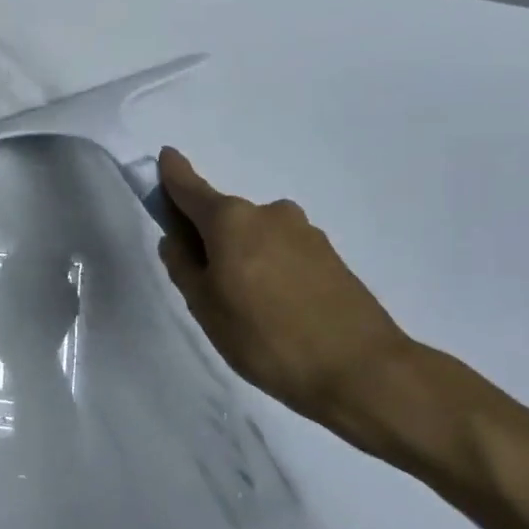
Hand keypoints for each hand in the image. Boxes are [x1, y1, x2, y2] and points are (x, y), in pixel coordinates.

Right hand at [157, 148, 419, 462]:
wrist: (363, 370)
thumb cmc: (266, 337)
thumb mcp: (205, 307)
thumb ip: (183, 267)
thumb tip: (177, 239)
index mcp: (231, 220)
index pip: (190, 187)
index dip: (173, 174)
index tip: (165, 157)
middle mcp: (269, 213)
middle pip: (224, 217)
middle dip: (208, 238)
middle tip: (205, 286)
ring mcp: (305, 233)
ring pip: (255, 237)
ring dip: (242, 257)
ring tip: (247, 309)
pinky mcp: (330, 256)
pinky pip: (283, 253)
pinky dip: (270, 269)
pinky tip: (277, 311)